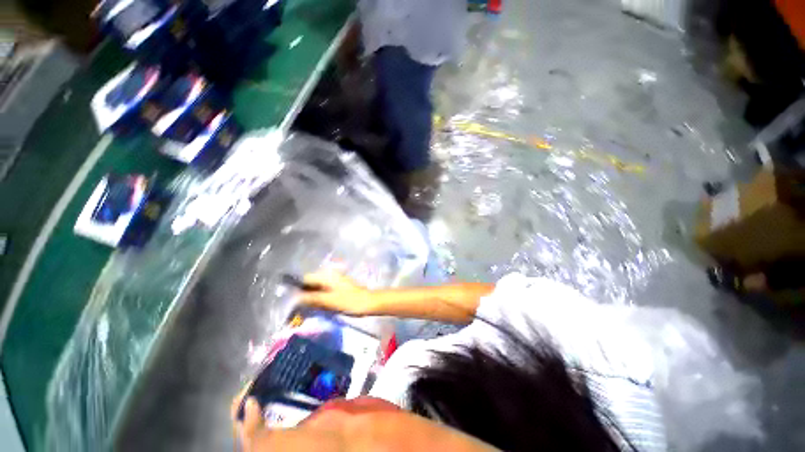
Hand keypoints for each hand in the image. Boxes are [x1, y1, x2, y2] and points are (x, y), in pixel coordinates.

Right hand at [299, 271, 375, 315]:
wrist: (368, 302)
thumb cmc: (349, 301)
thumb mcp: (329, 301)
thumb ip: (312, 298)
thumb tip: (296, 297)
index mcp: (327, 276)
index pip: (306, 278)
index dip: (298, 288)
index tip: (294, 301)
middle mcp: (330, 275)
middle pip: (312, 282)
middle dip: (306, 293)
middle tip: (302, 308)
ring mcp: (335, 281)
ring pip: (318, 287)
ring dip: (313, 296)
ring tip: (311, 308)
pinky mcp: (339, 287)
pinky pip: (325, 290)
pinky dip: (321, 297)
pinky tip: (321, 306)